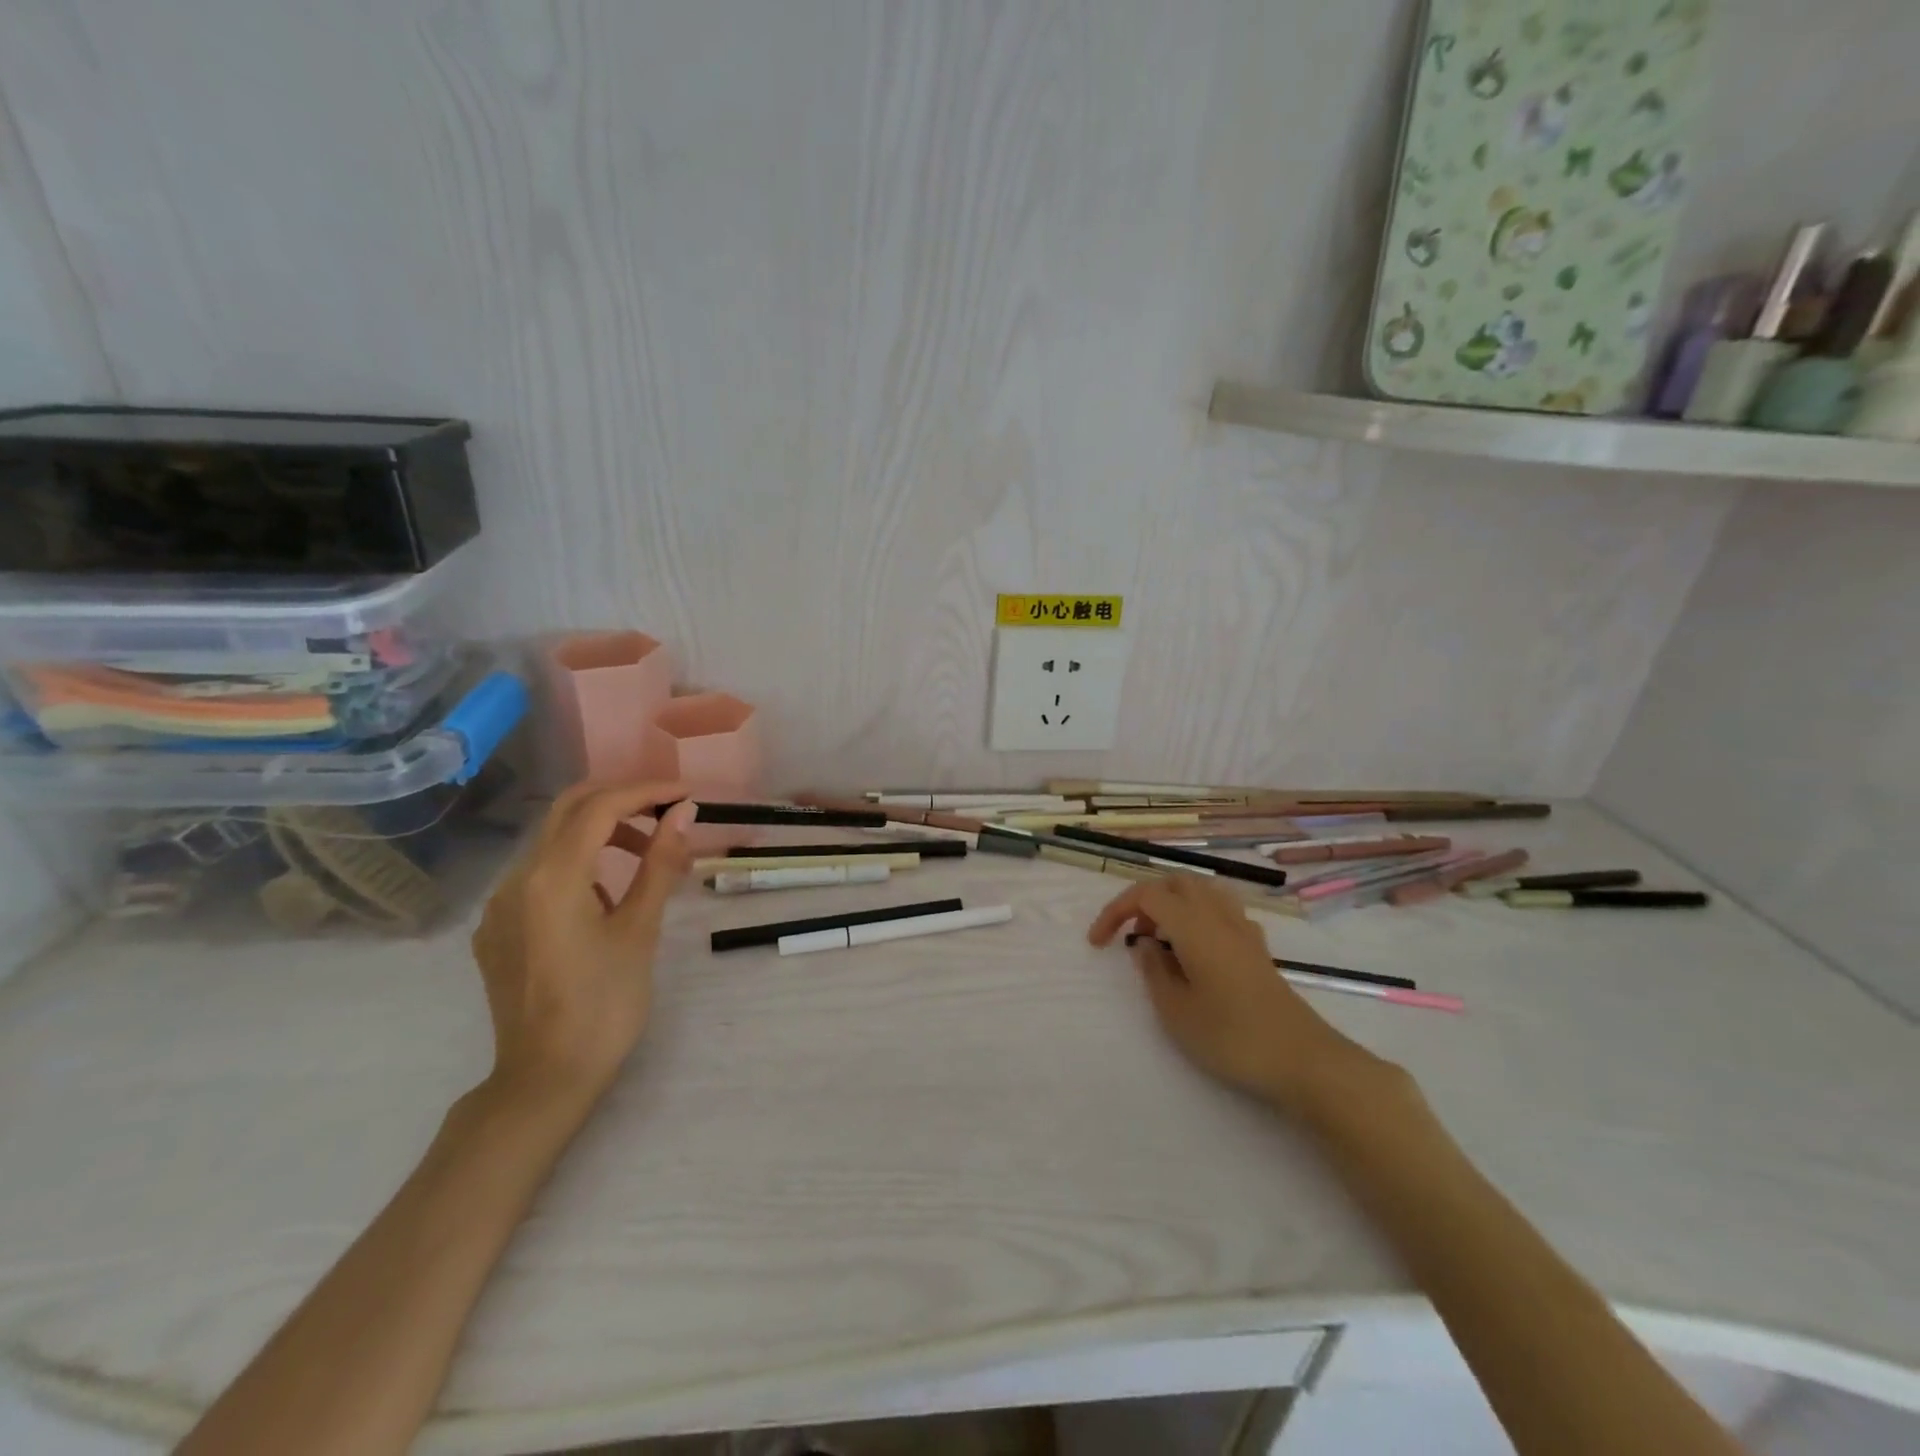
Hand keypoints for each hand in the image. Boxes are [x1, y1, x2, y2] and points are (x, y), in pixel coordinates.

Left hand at [471, 782, 695, 1117]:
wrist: (544, 1080)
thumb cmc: (604, 1005)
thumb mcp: (640, 931)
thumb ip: (659, 864)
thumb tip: (683, 814)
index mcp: (553, 878)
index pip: (601, 807)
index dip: (647, 792)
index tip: (687, 795)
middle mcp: (516, 879)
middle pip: (569, 809)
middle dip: (622, 799)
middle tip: (668, 810)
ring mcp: (500, 904)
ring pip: (553, 840)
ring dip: (603, 831)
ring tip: (650, 854)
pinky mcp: (497, 928)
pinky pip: (539, 874)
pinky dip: (579, 862)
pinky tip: (606, 895)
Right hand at [1088, 875, 1390, 1119]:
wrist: (1302, 1060)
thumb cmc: (1231, 1036)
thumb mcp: (1176, 1011)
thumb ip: (1153, 971)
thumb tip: (1145, 946)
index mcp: (1192, 925)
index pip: (1146, 895)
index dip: (1115, 910)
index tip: (1098, 942)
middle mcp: (1218, 916)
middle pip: (1175, 883)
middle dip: (1144, 901)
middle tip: (1130, 936)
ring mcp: (1242, 929)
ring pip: (1201, 892)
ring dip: (1173, 904)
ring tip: (1160, 940)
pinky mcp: (1257, 948)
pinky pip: (1221, 911)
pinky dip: (1198, 917)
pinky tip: (1196, 950)